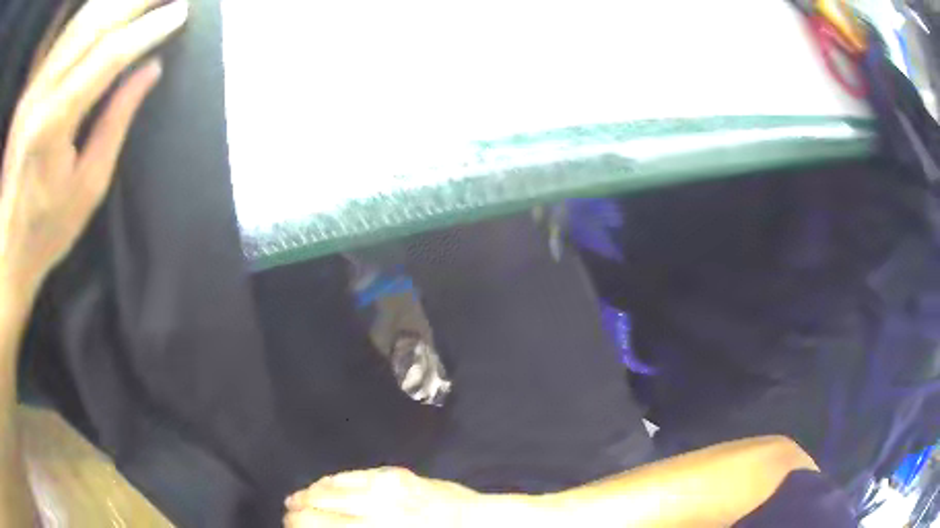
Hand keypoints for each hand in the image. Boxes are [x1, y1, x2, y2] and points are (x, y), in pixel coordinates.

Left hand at [0, 0, 188, 292]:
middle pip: (94, 25)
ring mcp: (36, 88)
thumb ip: (116, 121)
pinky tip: (104, 6)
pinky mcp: (33, 89)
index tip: (180, 12)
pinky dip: (87, 13)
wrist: (8, 250)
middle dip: (134, 0)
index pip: (109, 56)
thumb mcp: (88, 186)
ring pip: (79, 22)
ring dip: (112, 1)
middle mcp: (43, 94)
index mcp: (55, 123)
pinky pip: (64, 35)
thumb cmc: (47, 229)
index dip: (147, 30)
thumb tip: (150, 69)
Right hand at [283, 467, 493, 526]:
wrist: (475, 521)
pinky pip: (352, 474)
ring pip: (331, 486)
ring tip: (299, 498)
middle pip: (319, 504)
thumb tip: (324, 526)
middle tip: (289, 511)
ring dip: (310, 492)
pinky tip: (325, 484)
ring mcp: (384, 488)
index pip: (317, 524)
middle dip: (298, 508)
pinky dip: (333, 480)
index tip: (288, 523)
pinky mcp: (395, 474)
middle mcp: (373, 509)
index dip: (296, 523)